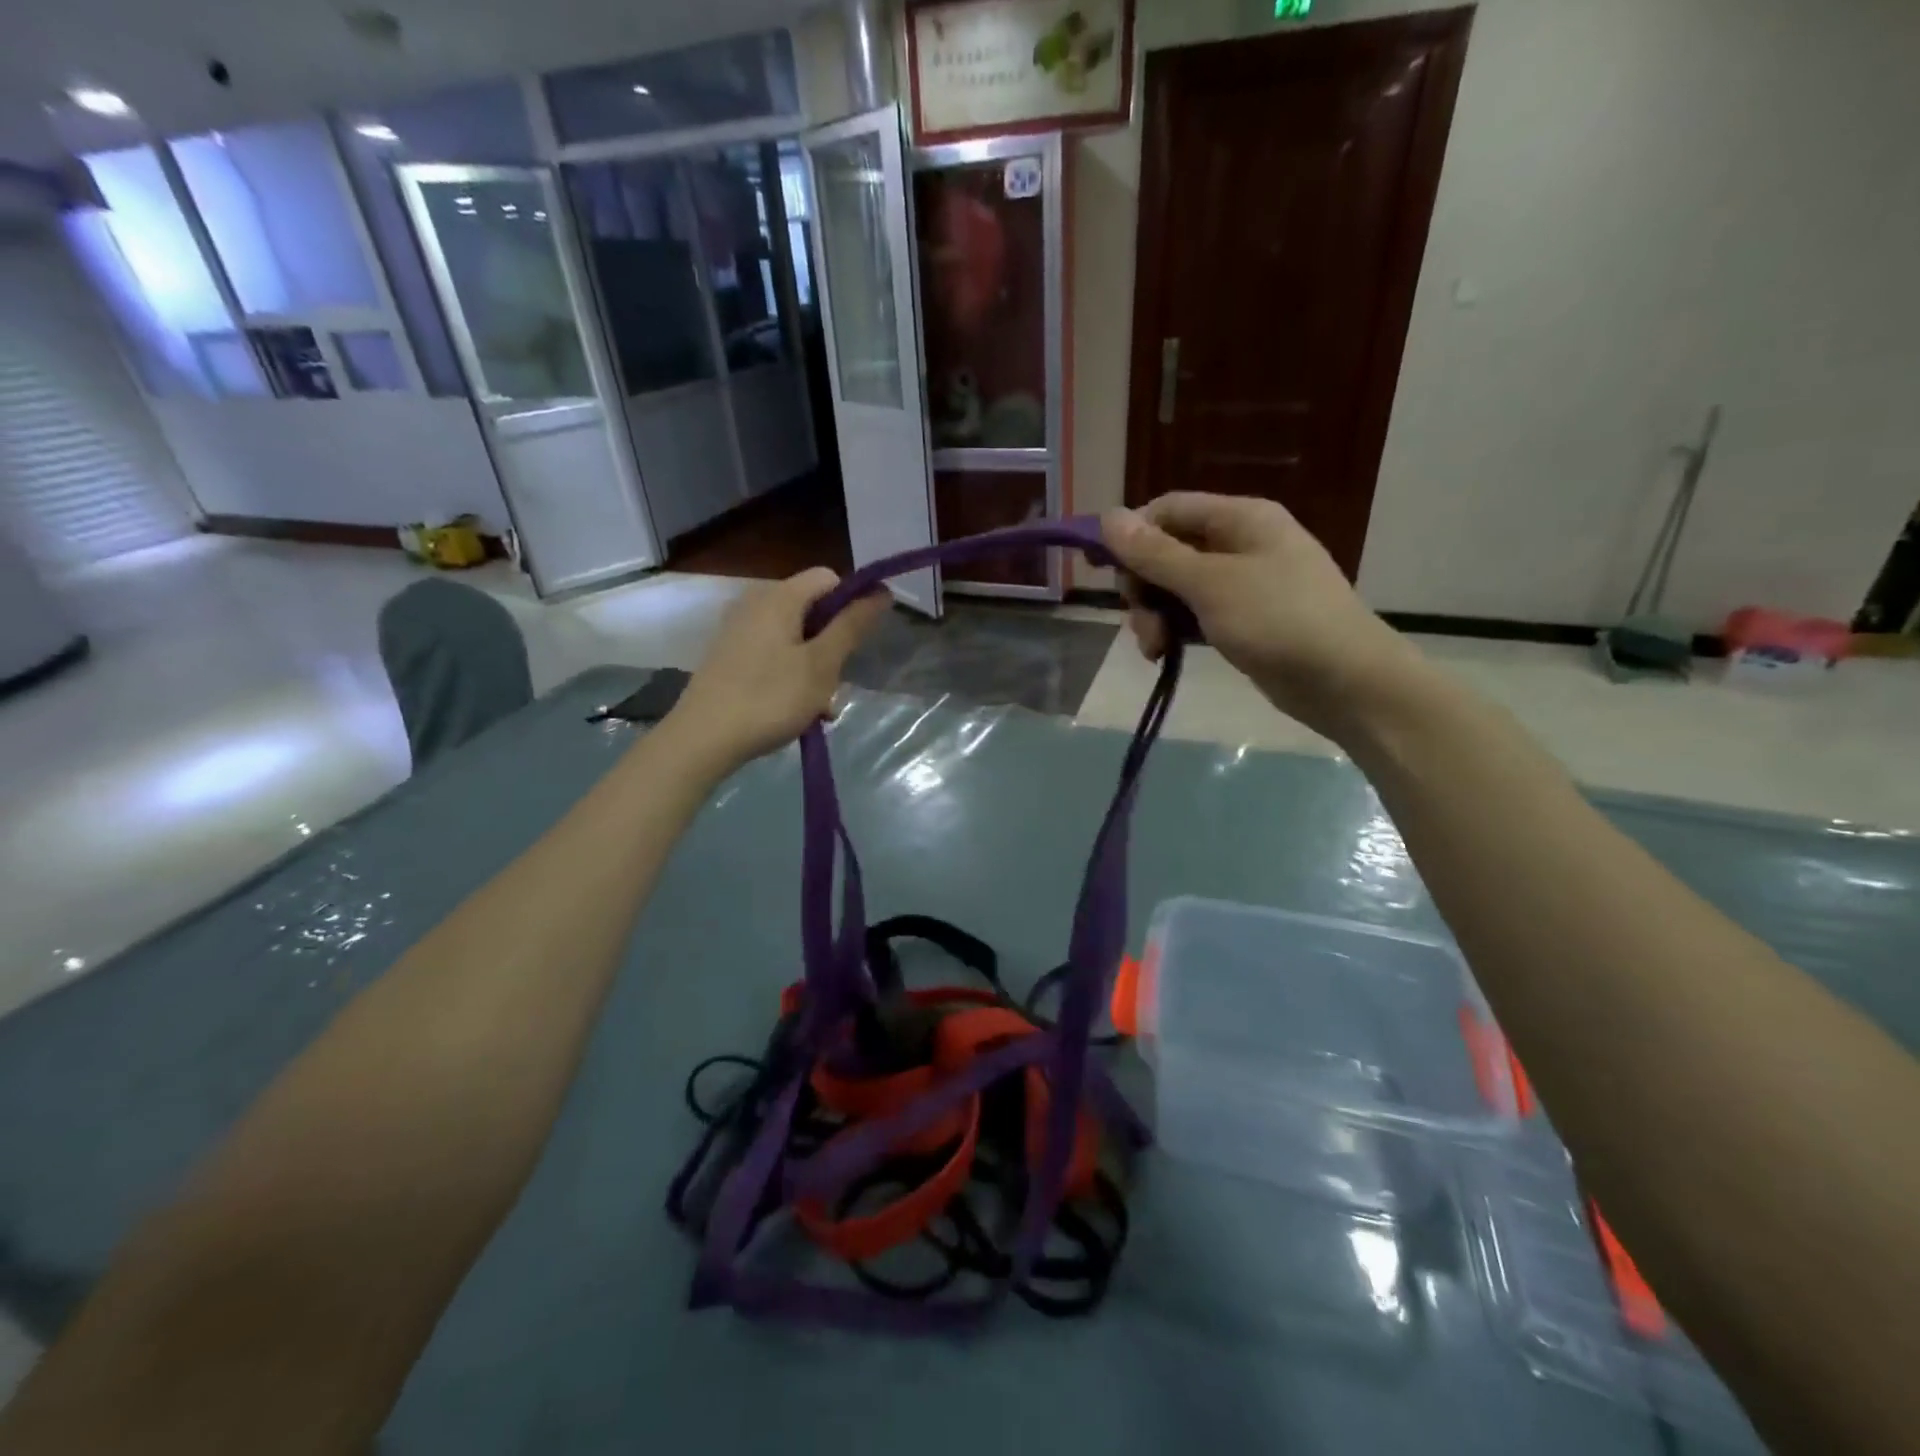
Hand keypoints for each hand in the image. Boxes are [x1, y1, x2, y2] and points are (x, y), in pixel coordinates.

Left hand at [665, 568, 888, 773]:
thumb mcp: (822, 664)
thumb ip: (852, 625)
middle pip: (811, 609)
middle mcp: (755, 603)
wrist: (703, 738)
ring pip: (794, 637)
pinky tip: (795, 709)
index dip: (852, 603)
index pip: (829, 578)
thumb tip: (881, 591)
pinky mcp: (728, 655)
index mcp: (779, 597)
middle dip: (832, 644)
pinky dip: (790, 674)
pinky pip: (772, 653)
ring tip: (819, 707)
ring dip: (815, 667)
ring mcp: (738, 630)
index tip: (858, 642)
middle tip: (836, 684)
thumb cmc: (770, 697)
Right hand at [1101, 494, 1425, 744]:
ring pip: (1177, 587)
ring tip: (1154, 648)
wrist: (1345, 681)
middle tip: (1138, 619)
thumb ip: (1156, 553)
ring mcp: (1244, 583)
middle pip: (1168, 550)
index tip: (1105, 573)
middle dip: (1144, 585)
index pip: (1168, 510)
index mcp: (1240, 518)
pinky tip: (1165, 654)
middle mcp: (1241, 542)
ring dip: (1155, 614)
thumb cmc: (1278, 620)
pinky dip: (1175, 630)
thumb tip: (1108, 516)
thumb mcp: (1210, 584)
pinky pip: (1195, 614)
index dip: (1132, 536)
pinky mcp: (1244, 619)